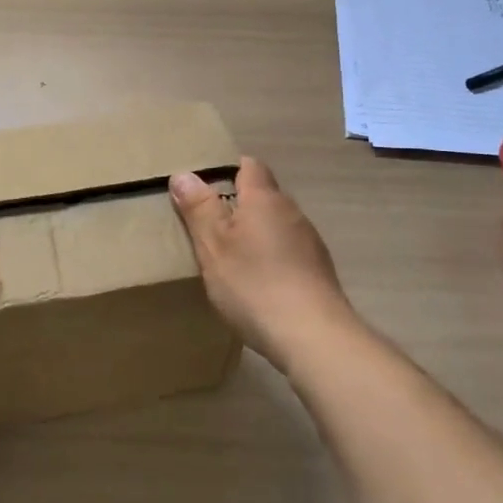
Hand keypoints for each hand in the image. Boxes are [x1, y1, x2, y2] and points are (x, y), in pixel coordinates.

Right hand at [169, 157, 360, 373]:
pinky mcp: (318, 271)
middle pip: (263, 195)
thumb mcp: (213, 246)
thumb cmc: (254, 284)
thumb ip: (199, 209)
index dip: (227, 169)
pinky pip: (288, 252)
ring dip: (255, 234)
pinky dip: (271, 258)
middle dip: (238, 205)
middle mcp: (292, 212)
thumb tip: (184, 174)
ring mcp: (309, 242)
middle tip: (208, 224)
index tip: (204, 186)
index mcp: (265, 199)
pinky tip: (257, 284)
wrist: (314, 336)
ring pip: (276, 225)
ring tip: (230, 257)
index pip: (249, 166)